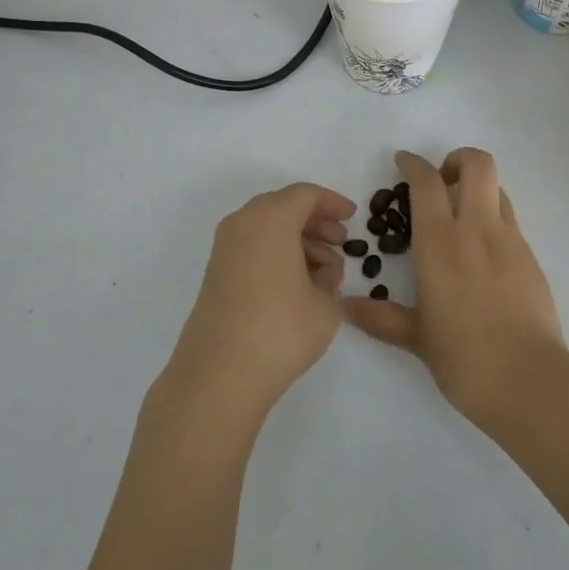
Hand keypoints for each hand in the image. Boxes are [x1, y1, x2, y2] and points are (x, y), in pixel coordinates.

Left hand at [163, 183, 356, 425]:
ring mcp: (224, 250)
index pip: (305, 195)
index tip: (352, 217)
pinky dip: (277, 255)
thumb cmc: (280, 329)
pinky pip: (253, 248)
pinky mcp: (216, 275)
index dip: (332, 203)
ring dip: (298, 241)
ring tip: (325, 273)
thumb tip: (322, 271)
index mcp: (271, 219)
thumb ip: (329, 278)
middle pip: (283, 207)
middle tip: (341, 242)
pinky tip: (298, 286)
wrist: (219, 375)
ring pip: (267, 229)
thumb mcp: (324, 303)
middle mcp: (242, 224)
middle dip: (315, 221)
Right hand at [341, 148, 564, 424]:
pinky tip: (480, 255)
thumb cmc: (464, 358)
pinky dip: (492, 220)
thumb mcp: (417, 338)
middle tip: (440, 183)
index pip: (427, 183)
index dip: (413, 164)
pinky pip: (509, 221)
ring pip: (497, 189)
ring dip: (476, 190)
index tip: (403, 162)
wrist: (530, 381)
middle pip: (477, 164)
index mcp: (441, 244)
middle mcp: (477, 230)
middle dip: (457, 160)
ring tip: (460, 218)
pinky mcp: (531, 258)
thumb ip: (381, 318)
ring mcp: (510, 241)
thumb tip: (345, 308)